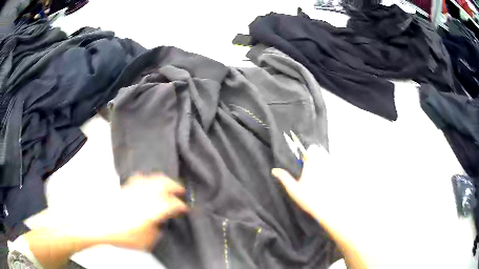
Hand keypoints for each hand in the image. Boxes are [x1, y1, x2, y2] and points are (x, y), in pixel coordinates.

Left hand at [24, 174, 187, 268]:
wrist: (96, 223)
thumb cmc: (120, 234)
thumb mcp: (144, 241)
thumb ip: (155, 232)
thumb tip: (158, 226)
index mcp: (152, 208)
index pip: (171, 204)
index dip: (181, 206)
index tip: (185, 208)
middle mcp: (144, 195)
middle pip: (163, 183)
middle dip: (174, 185)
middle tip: (180, 190)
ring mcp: (133, 189)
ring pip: (151, 178)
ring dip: (161, 180)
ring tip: (166, 184)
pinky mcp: (124, 188)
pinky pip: (138, 179)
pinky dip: (146, 180)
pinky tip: (146, 184)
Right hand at [272, 145, 333, 222]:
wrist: (328, 209)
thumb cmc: (309, 199)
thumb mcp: (294, 190)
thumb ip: (284, 178)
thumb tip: (274, 170)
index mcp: (312, 163)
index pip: (312, 148)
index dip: (308, 153)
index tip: (304, 162)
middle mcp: (324, 162)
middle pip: (320, 151)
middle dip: (316, 156)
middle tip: (311, 168)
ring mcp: (333, 167)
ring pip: (328, 157)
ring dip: (323, 161)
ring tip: (319, 175)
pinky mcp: (338, 173)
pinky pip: (334, 165)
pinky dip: (330, 169)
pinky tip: (327, 180)